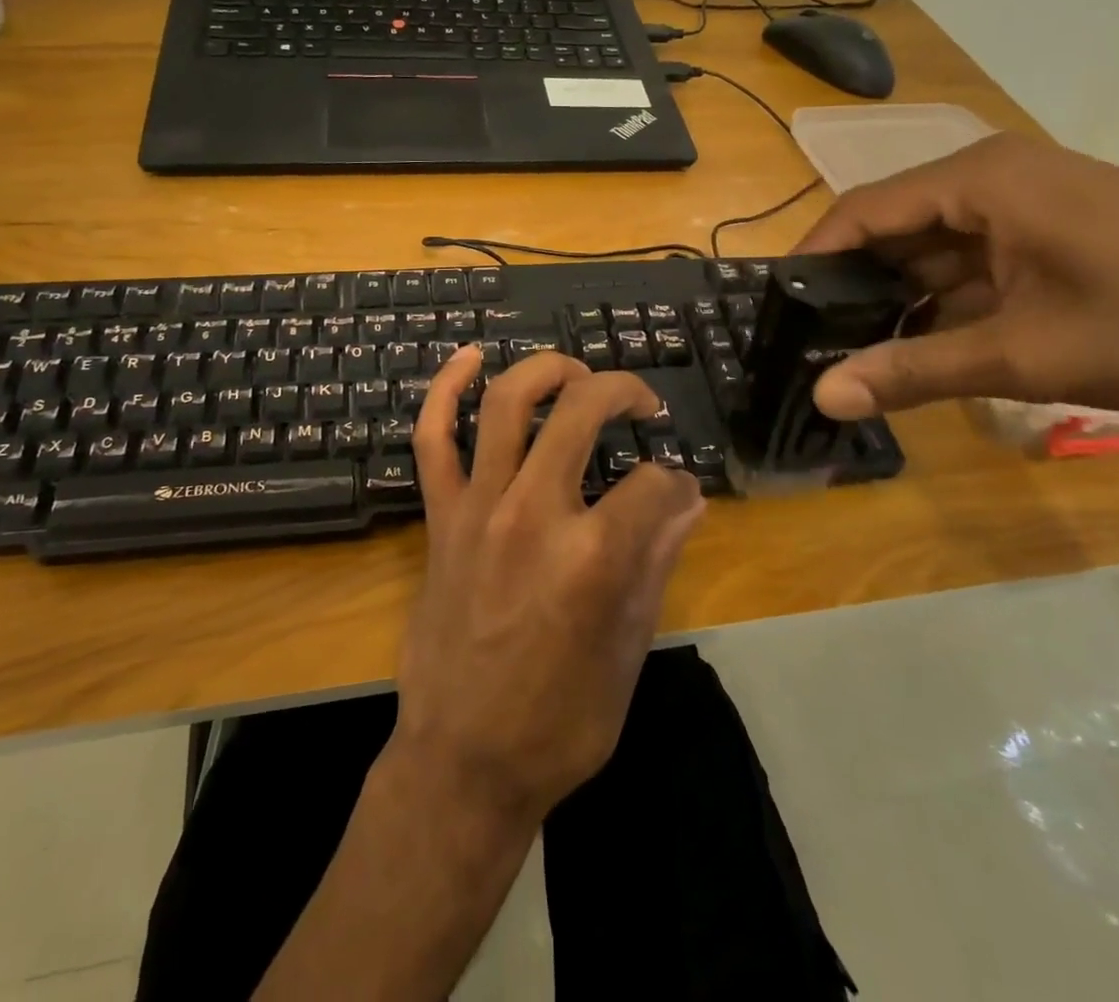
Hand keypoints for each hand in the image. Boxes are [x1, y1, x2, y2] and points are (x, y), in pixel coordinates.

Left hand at [389, 347, 704, 825]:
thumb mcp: (629, 649)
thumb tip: (686, 499)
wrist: (463, 760)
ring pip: (506, 404)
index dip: (676, 483)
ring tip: (574, 372)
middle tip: (640, 402)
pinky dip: (445, 391)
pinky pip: (432, 439)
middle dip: (621, 390)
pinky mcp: (440, 518)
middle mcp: (534, 514)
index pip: (654, 483)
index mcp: (593, 557)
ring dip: (545, 370)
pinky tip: (469, 359)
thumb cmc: (560, 720)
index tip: (678, 496)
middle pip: (580, 412)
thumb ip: (657, 561)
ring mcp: (478, 509)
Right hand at [795, 134, 1118, 471]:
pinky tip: (922, 343)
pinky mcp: (1050, 229)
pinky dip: (943, 300)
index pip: (861, 210)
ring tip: (854, 350)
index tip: (777, 310)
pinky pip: (971, 260)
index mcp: (979, 180)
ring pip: (931, 248)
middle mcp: (993, 178)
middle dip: (853, 285)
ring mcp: (1025, 202)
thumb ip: (913, 370)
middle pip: (893, 227)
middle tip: (810, 341)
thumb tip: (821, 396)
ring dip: (898, 298)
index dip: (813, 259)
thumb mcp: (1024, 354)